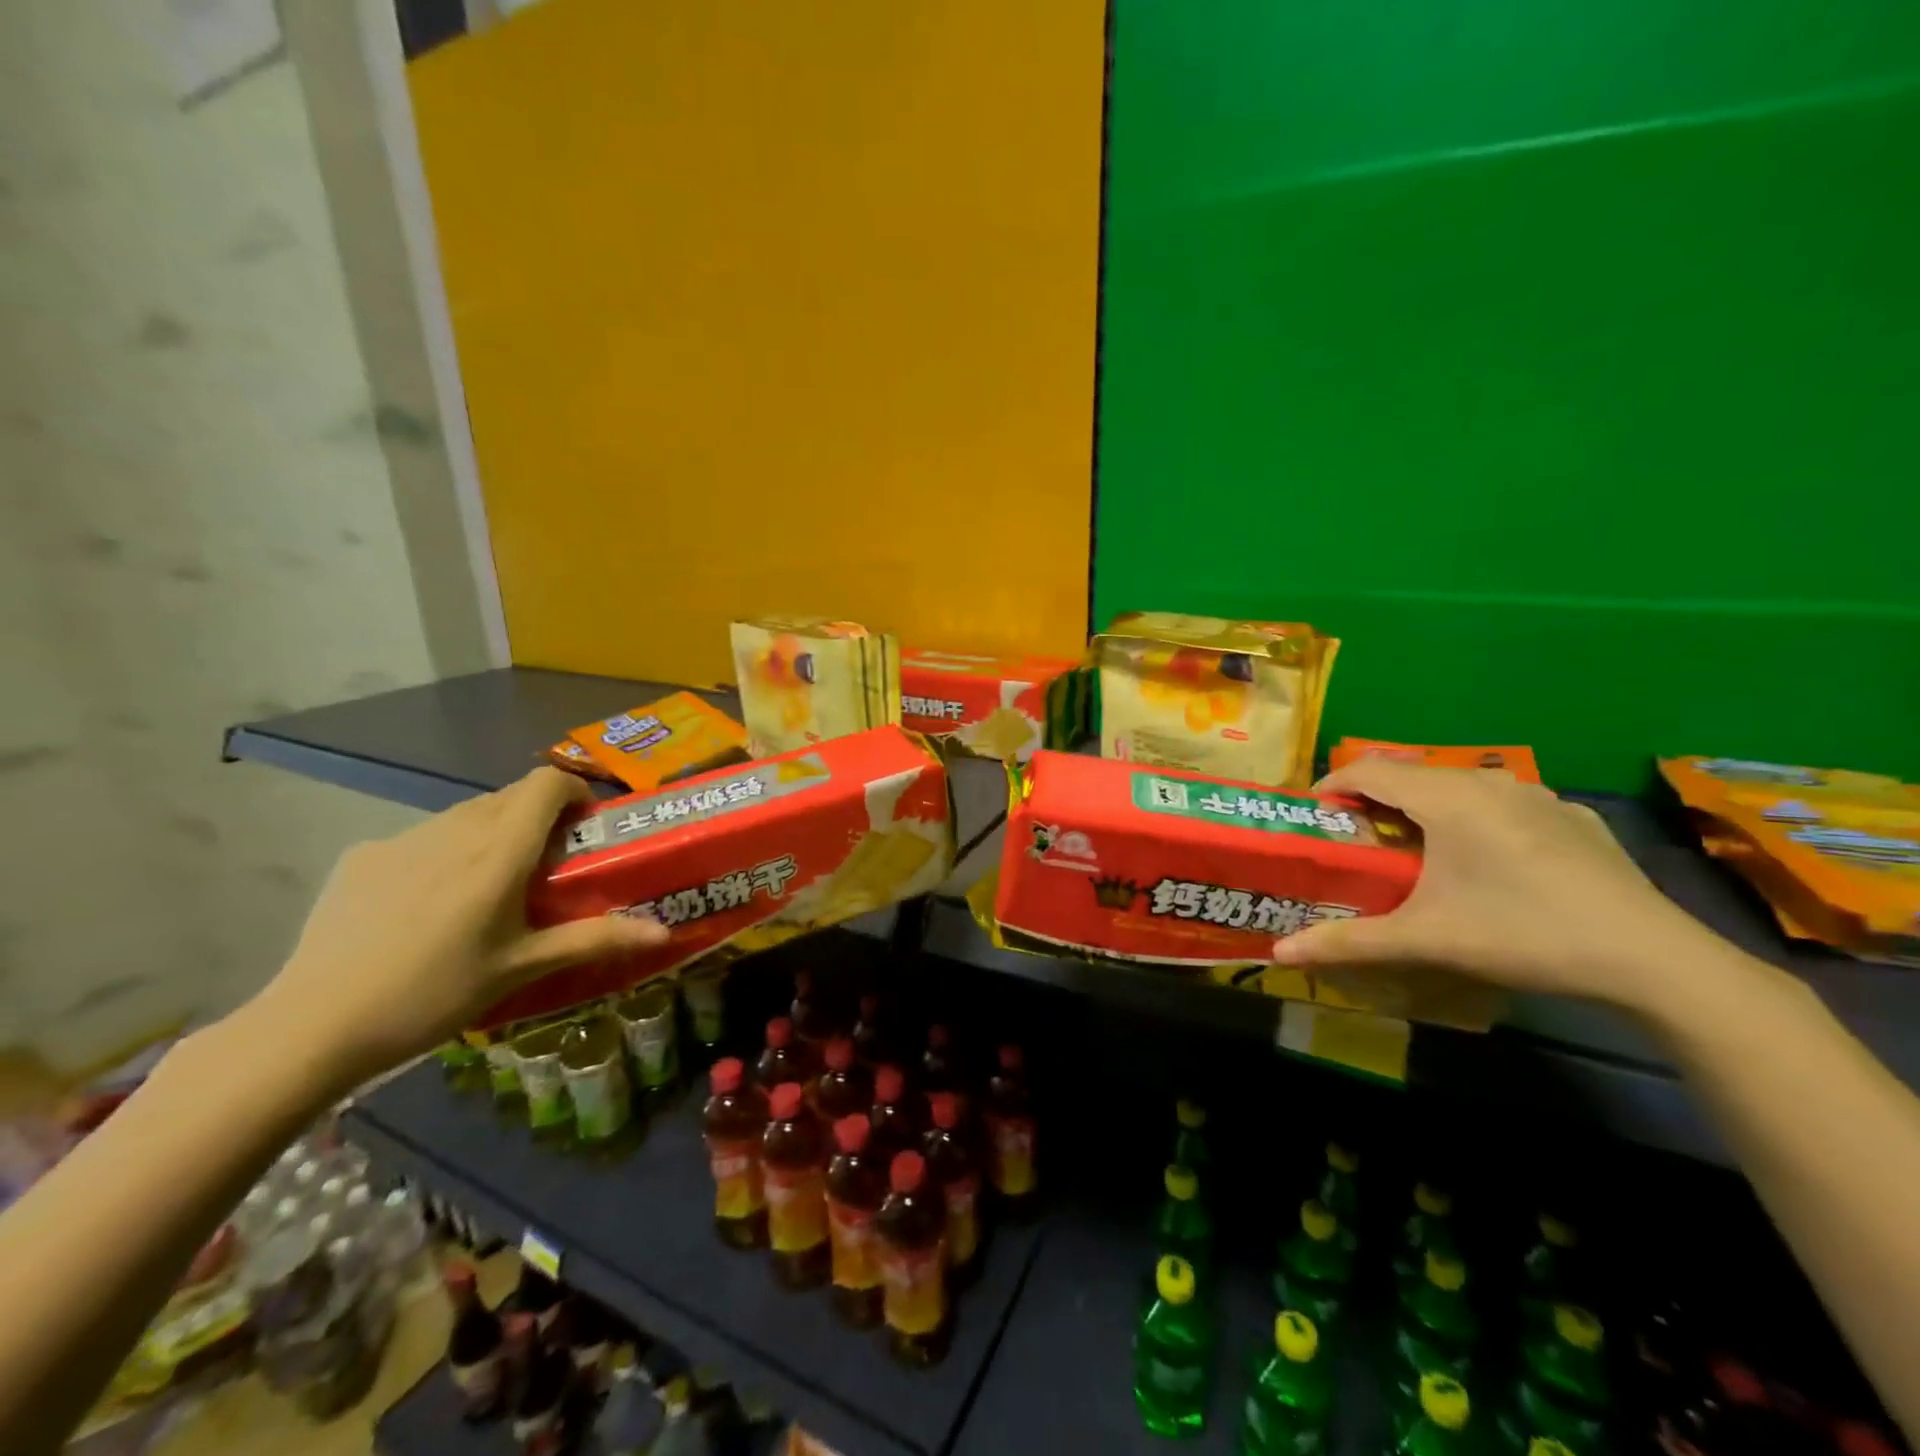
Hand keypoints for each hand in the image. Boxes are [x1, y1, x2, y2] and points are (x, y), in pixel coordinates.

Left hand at [240, 768, 666, 1095]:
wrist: (312, 1026)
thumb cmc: (434, 993)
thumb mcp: (523, 967)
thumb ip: (596, 939)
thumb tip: (665, 932)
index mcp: (498, 852)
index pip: (546, 783)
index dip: (572, 790)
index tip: (583, 824)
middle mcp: (454, 830)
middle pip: (509, 796)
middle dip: (536, 817)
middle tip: (543, 866)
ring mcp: (402, 839)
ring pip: (465, 814)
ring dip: (490, 832)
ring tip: (486, 888)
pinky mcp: (363, 856)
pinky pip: (422, 837)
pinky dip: (443, 853)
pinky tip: (425, 906)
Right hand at [1271, 759, 1724, 1009]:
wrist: (1653, 960)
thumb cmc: (1523, 935)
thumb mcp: (1425, 940)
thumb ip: (1348, 942)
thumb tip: (1280, 955)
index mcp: (1447, 798)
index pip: (1369, 771)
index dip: (1332, 785)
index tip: (1313, 814)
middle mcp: (1488, 781)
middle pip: (1411, 774)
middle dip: (1374, 797)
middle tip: (1354, 836)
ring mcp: (1537, 794)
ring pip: (1458, 785)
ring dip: (1423, 805)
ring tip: (1412, 845)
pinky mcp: (1571, 815)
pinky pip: (1501, 801)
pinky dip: (1472, 816)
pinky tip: (1484, 859)